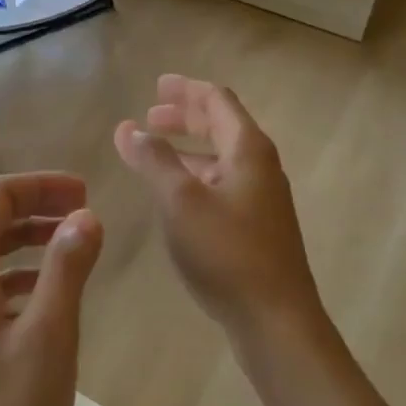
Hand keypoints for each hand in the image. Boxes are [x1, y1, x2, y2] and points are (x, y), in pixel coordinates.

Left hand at [0, 173, 102, 405]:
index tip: (86, 193)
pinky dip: (20, 278)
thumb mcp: (49, 337)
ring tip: (75, 249)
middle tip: (86, 213)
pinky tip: (50, 298)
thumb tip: (85, 216)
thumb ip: (67, 269)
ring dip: (30, 242)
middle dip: (37, 209)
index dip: (41, 186)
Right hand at [114, 75, 325, 341]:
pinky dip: (196, 175)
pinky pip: (222, 184)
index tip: (157, 86)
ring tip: (155, 150)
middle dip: (186, 117)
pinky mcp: (256, 227)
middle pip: (221, 126)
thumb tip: (129, 128)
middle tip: (151, 115)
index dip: (186, 90)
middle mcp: (259, 166)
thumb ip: (153, 160)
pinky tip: (175, 194)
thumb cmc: (226, 251)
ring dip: (188, 148)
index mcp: (247, 149)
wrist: (275, 319)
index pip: (217, 101)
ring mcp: (261, 198)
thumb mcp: (180, 200)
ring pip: (221, 158)